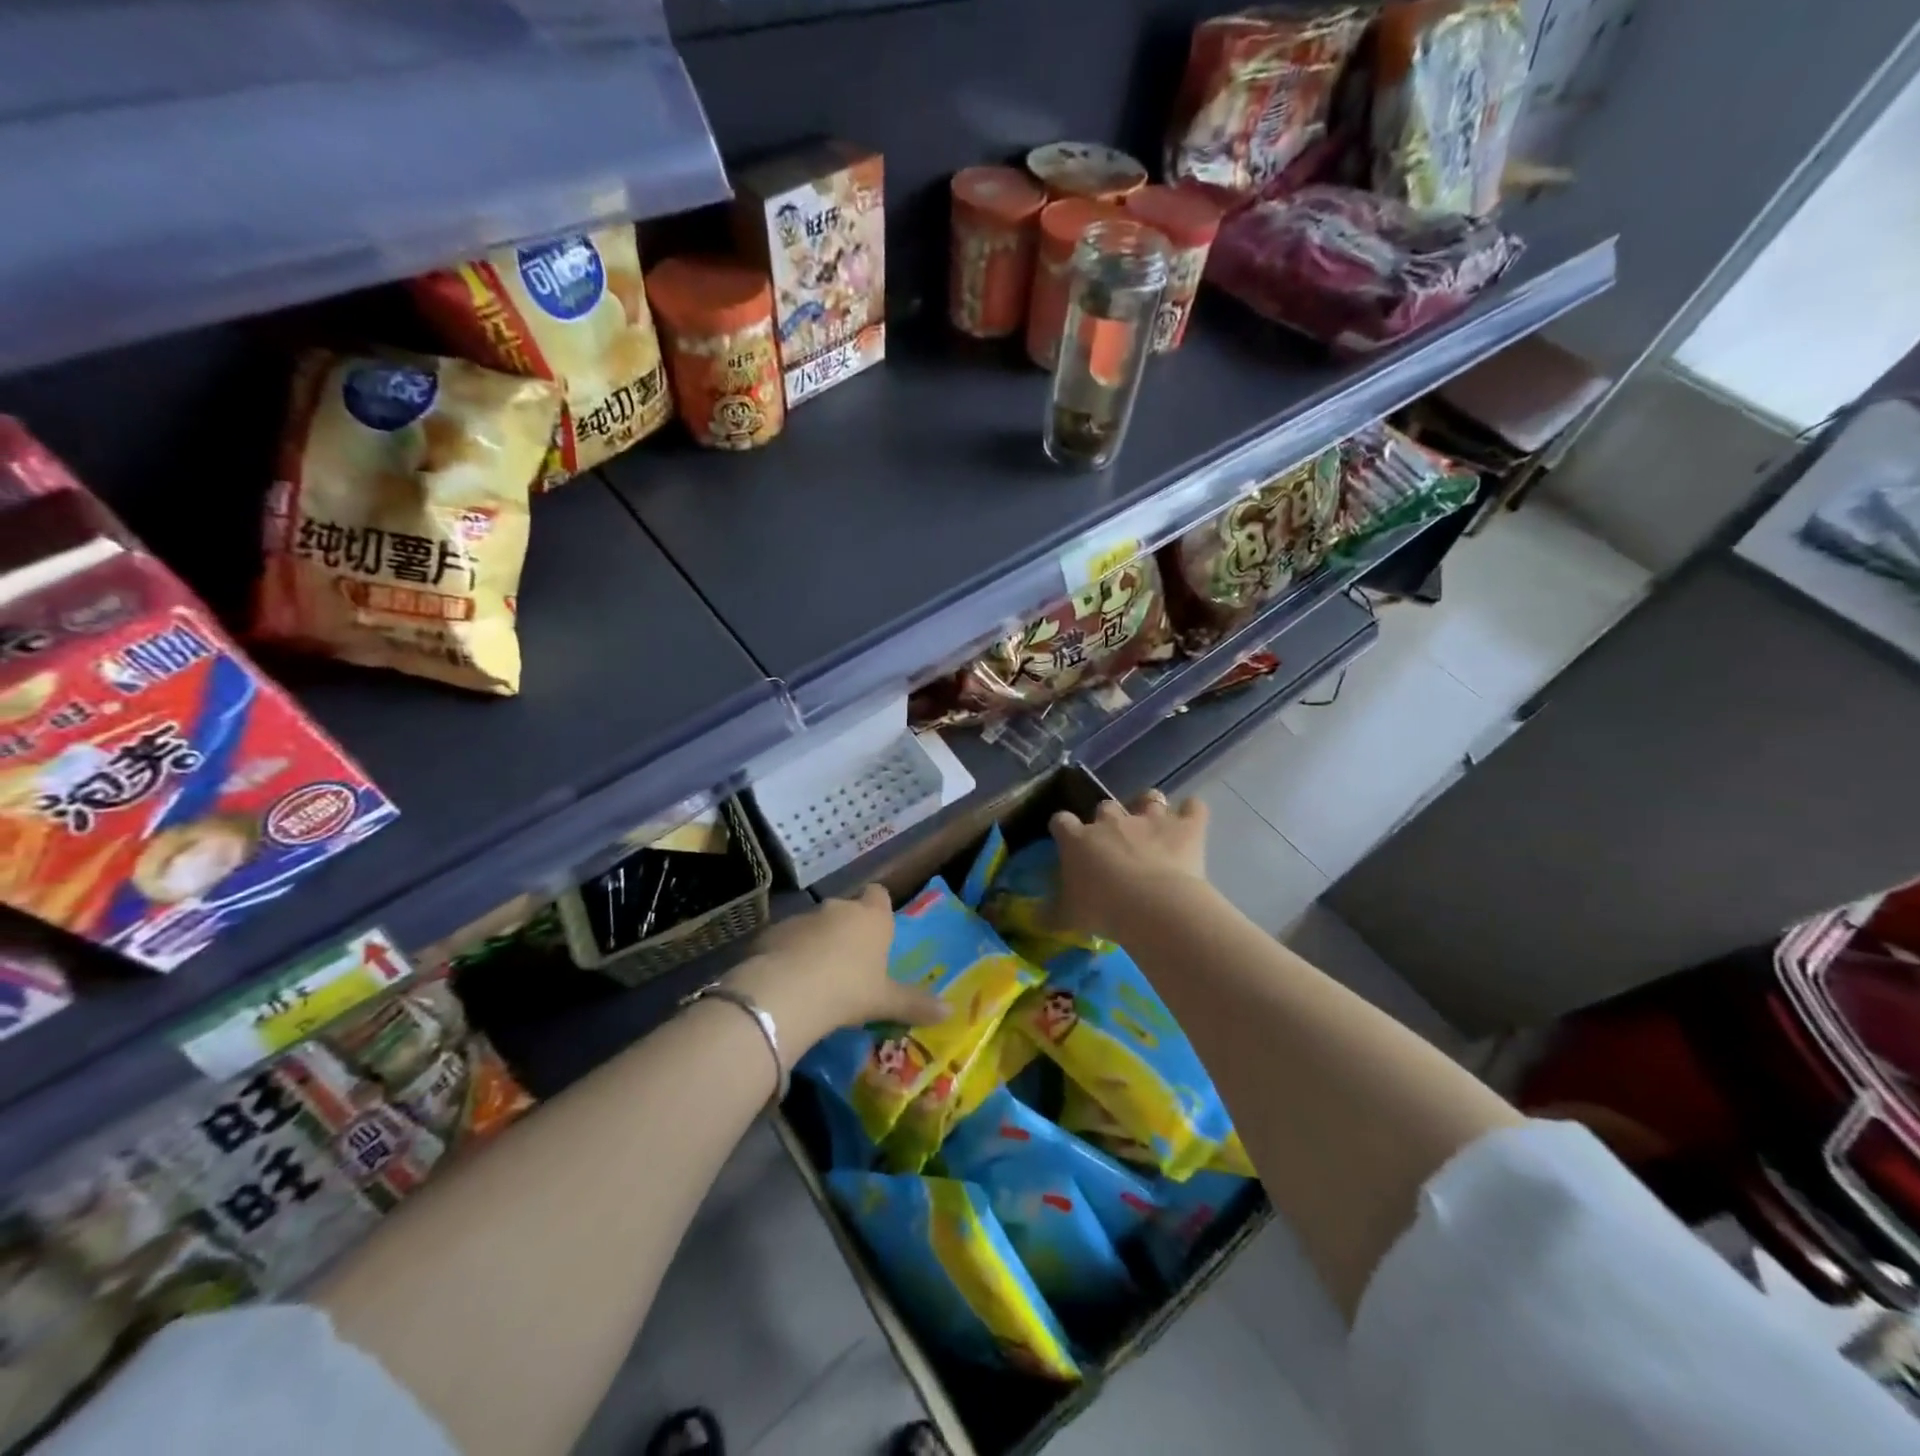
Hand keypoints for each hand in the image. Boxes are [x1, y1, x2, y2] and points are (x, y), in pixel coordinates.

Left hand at [726, 886, 946, 1059]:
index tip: (878, 929)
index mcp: (872, 917)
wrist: (788, 991)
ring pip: (814, 924)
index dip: (878, 909)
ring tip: (815, 977)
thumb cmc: (849, 989)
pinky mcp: (773, 931)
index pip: (879, 895)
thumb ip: (915, 1004)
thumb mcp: (885, 1001)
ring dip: (816, 942)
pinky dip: (788, 954)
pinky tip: (788, 982)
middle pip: (846, 910)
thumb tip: (950, 1011)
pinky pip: (786, 940)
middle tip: (849, 962)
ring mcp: (803, 917)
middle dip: (846, 930)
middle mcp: (839, 908)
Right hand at [1049, 790, 1209, 942]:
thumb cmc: (1102, 910)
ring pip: (1149, 798)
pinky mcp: (1185, 827)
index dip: (1063, 828)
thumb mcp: (1067, 918)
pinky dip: (1192, 812)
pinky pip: (1193, 808)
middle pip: (1105, 806)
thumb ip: (1049, 913)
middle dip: (1108, 819)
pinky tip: (1191, 819)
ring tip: (1154, 822)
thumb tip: (1034, 917)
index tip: (1065, 839)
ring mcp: (1151, 820)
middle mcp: (1112, 822)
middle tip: (1115, 842)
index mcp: (1078, 840)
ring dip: (1149, 806)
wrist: (1153, 906)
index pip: (1061, 821)